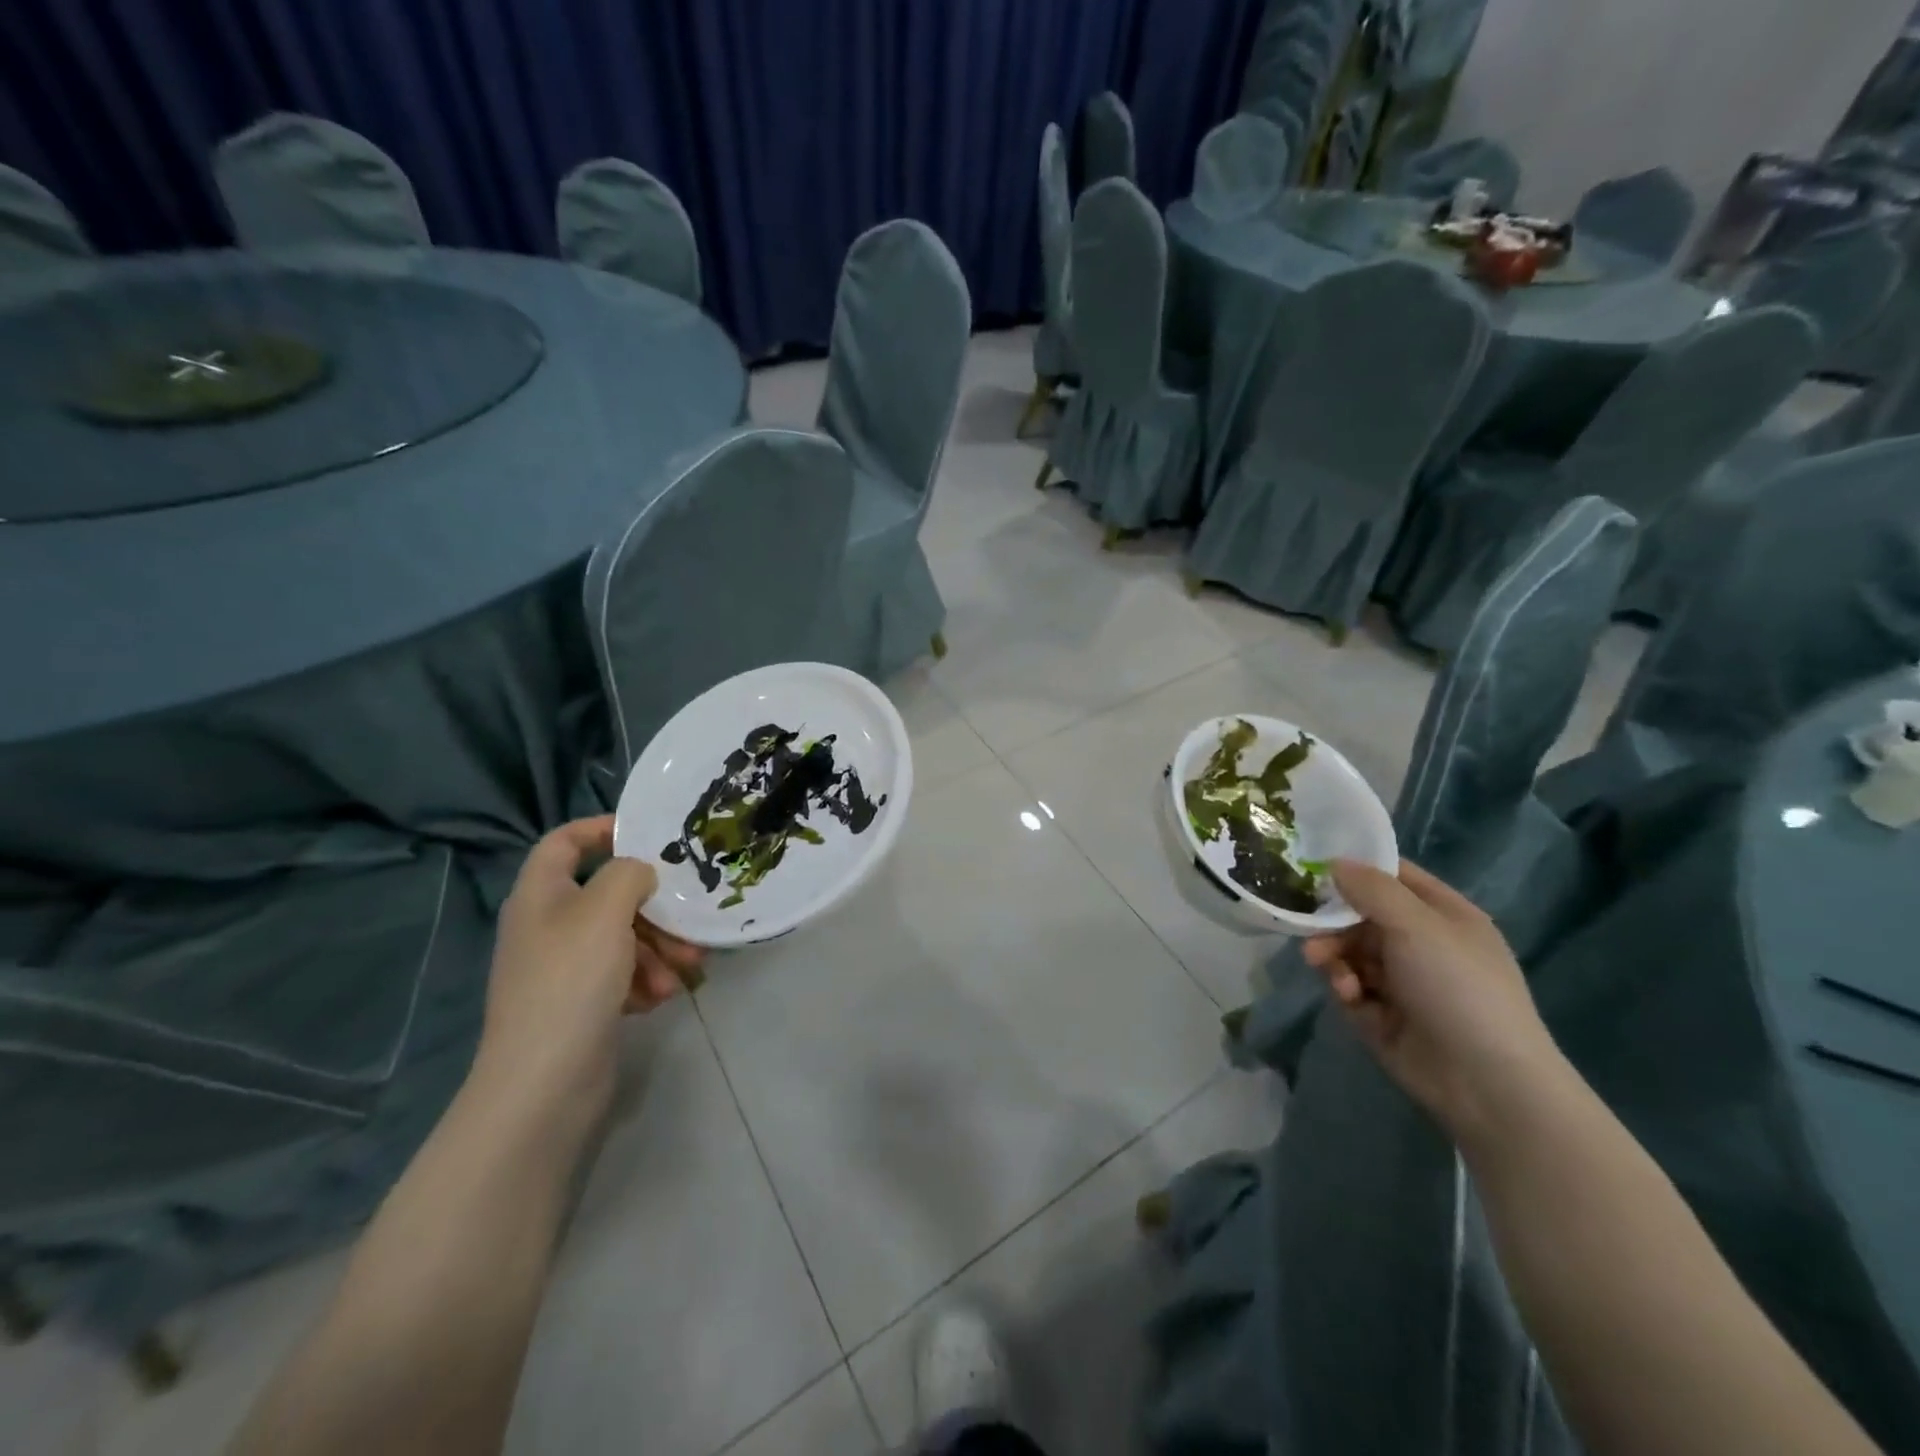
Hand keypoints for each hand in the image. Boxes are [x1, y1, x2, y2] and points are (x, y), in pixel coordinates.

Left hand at [474, 817, 704, 1122]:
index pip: (564, 842)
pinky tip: (661, 997)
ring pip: (624, 936)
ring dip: (660, 948)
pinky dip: (646, 978)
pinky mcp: (581, 1002)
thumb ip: (629, 874)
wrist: (544, 1082)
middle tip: (688, 921)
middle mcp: (549, 926)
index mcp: (541, 895)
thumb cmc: (572, 980)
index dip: (602, 829)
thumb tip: (641, 873)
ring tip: (686, 970)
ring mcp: (564, 967)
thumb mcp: (605, 910)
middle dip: (654, 908)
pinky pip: (622, 973)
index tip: (648, 835)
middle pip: (608, 895)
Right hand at [1303, 859, 1566, 1145]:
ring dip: (1333, 954)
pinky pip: (1351, 987)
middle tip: (1308, 927)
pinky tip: (1348, 995)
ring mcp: (1403, 981)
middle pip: (1361, 915)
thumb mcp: (1416, 925)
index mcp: (1443, 915)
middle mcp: (1422, 943)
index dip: (1356, 867)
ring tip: (1320, 964)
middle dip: (1332, 920)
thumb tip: (1335, 861)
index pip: (1393, 876)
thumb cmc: (1458, 987)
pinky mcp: (1383, 1015)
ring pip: (1350, 951)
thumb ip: (1371, 889)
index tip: (1312, 864)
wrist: (1486, 1082)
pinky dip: (1344, 986)